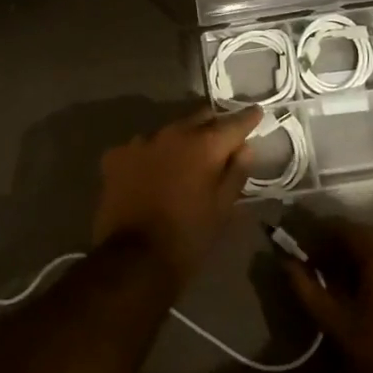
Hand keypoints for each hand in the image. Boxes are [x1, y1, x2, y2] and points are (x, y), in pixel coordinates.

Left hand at [93, 107, 260, 287]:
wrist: (134, 260)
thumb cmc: (188, 236)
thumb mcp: (222, 208)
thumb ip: (236, 173)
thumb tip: (245, 148)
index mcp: (203, 145)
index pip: (232, 123)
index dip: (247, 118)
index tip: (256, 113)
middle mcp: (172, 133)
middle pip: (199, 119)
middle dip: (212, 126)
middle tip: (221, 139)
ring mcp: (140, 141)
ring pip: (168, 131)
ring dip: (179, 141)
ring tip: (183, 159)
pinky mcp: (115, 155)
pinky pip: (140, 147)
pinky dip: (150, 156)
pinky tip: (150, 173)